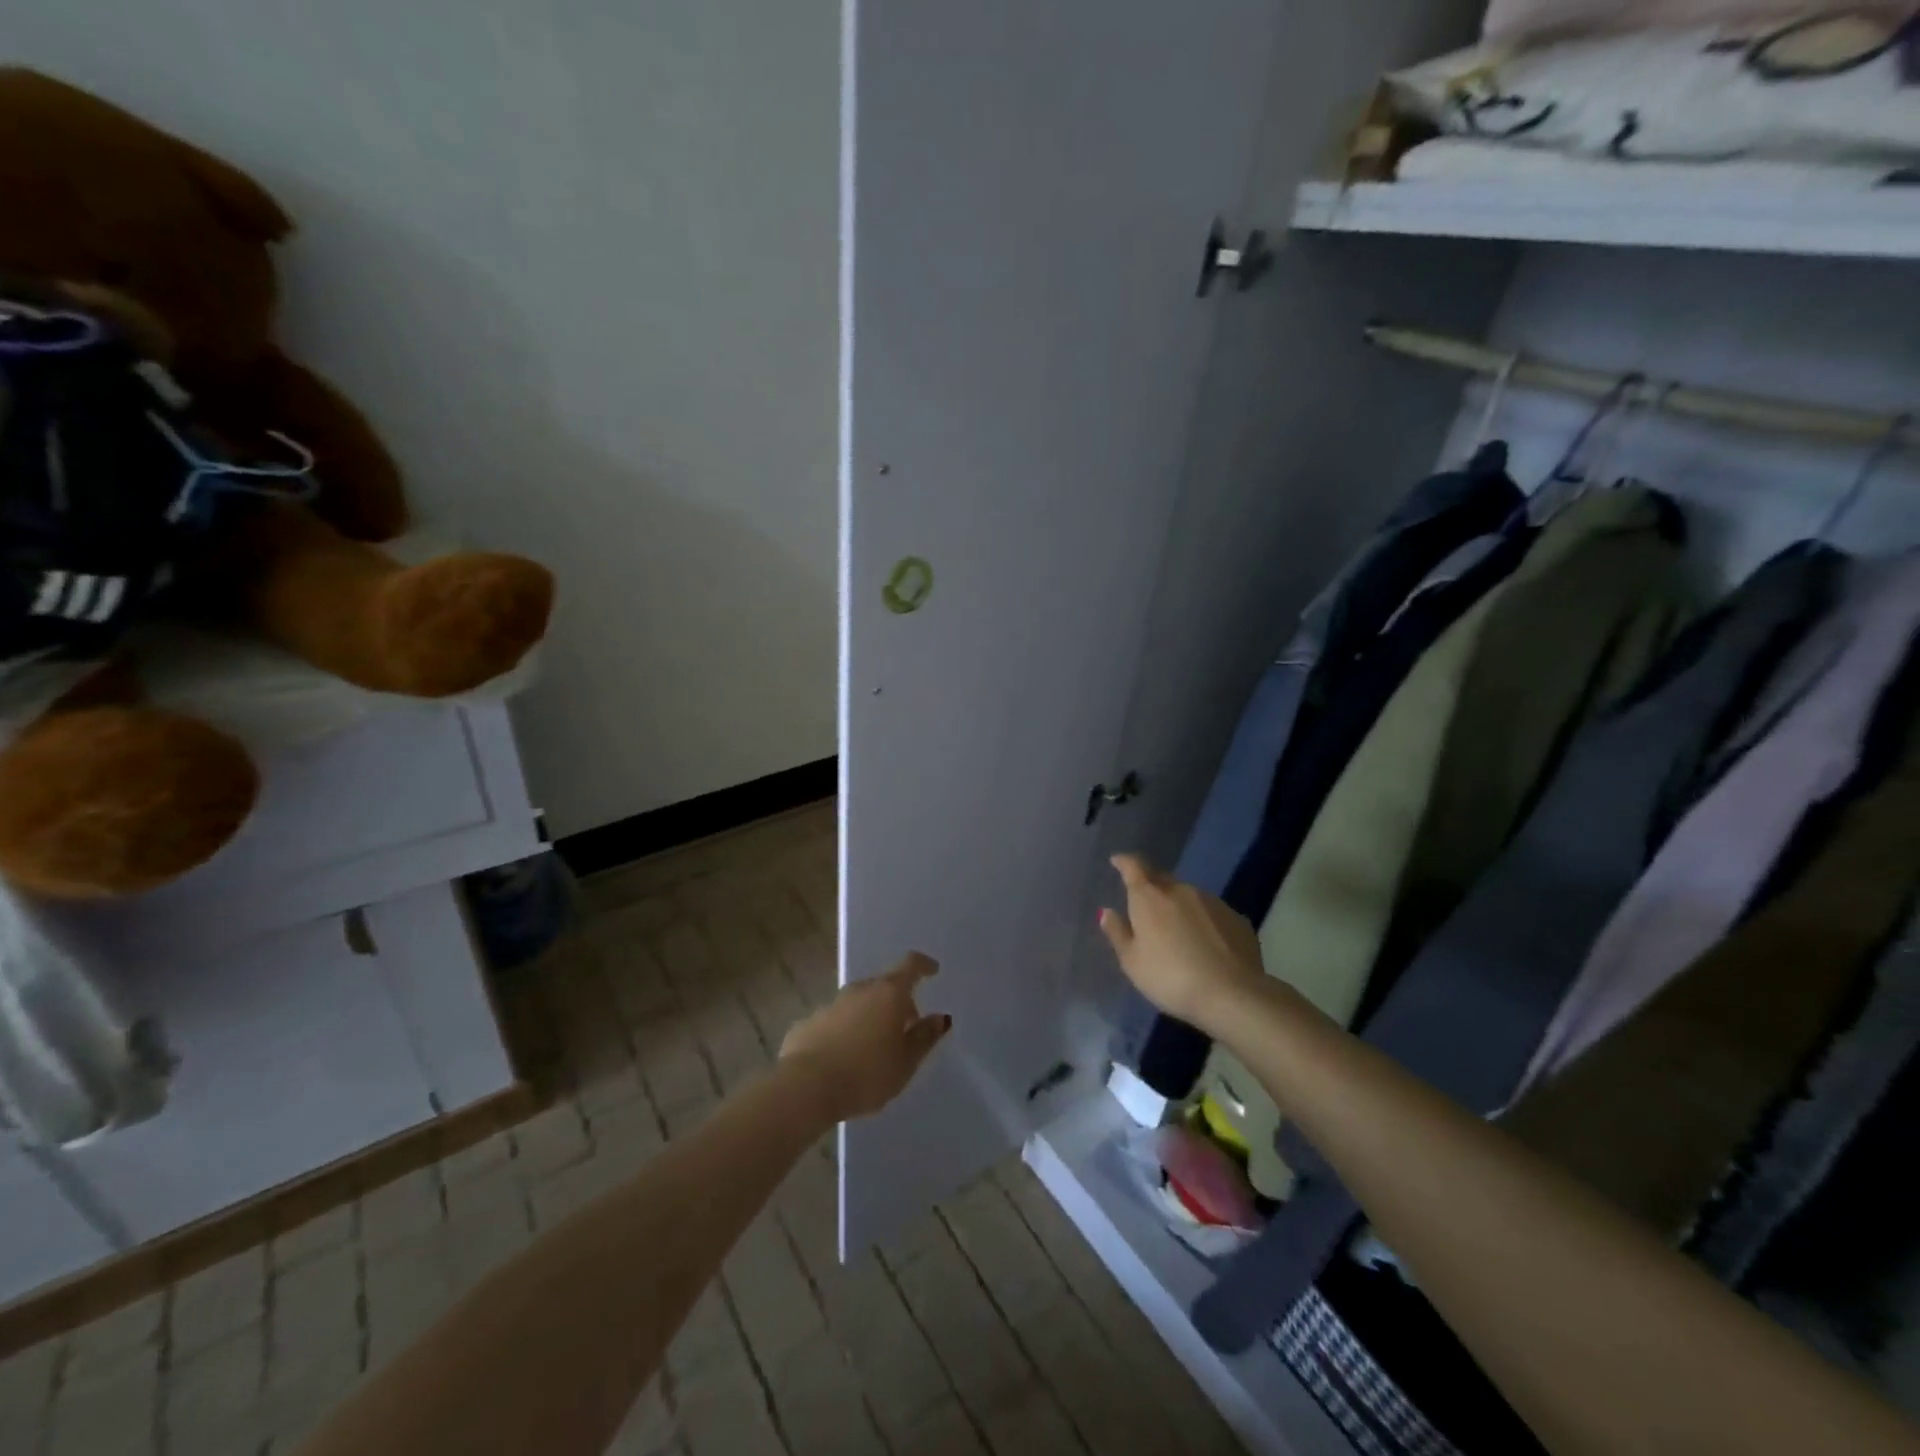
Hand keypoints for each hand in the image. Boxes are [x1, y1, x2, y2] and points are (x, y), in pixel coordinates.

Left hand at [779, 952, 951, 1121]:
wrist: (805, 1088)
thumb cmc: (866, 1074)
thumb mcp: (906, 1062)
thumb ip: (924, 1037)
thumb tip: (940, 1017)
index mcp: (888, 994)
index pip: (910, 966)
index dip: (923, 966)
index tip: (931, 969)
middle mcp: (859, 990)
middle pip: (883, 986)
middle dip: (896, 1001)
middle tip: (905, 1026)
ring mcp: (830, 1004)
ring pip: (857, 1003)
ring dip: (869, 1016)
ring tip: (875, 1045)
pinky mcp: (807, 1023)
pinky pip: (835, 1022)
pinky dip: (845, 1031)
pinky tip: (844, 1057)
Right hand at [1098, 854, 1267, 1033]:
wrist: (1232, 995)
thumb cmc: (1171, 978)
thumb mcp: (1133, 963)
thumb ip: (1117, 933)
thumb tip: (1107, 911)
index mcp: (1150, 898)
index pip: (1134, 867)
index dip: (1124, 862)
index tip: (1117, 861)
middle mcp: (1181, 891)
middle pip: (1161, 879)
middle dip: (1151, 887)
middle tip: (1145, 905)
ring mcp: (1212, 902)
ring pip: (1188, 896)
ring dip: (1179, 906)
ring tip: (1177, 930)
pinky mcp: (1236, 918)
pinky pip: (1211, 912)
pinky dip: (1203, 921)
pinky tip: (1206, 944)